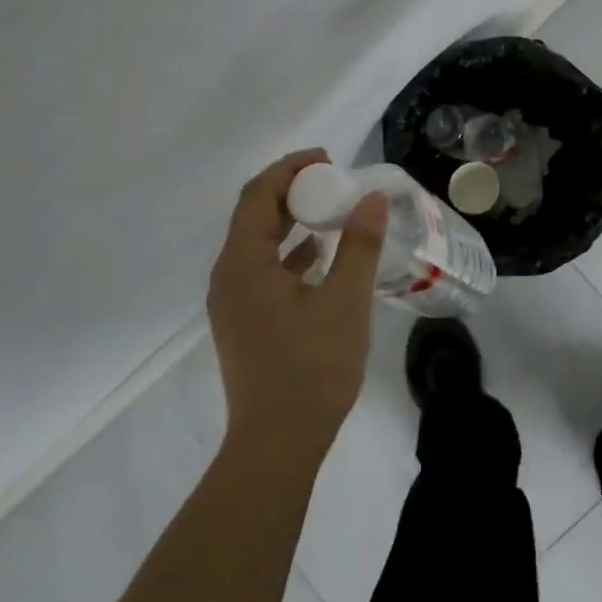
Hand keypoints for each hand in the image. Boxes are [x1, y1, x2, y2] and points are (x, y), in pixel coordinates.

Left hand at [207, 149, 389, 454]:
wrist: (278, 442)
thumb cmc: (312, 368)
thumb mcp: (345, 301)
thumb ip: (359, 245)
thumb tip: (373, 198)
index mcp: (243, 263)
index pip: (258, 195)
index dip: (290, 169)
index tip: (328, 158)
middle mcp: (228, 276)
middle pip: (254, 216)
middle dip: (291, 191)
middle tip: (333, 181)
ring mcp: (232, 303)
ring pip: (258, 245)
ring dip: (291, 222)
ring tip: (332, 211)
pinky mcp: (244, 323)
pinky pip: (263, 271)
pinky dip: (289, 254)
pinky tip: (320, 257)